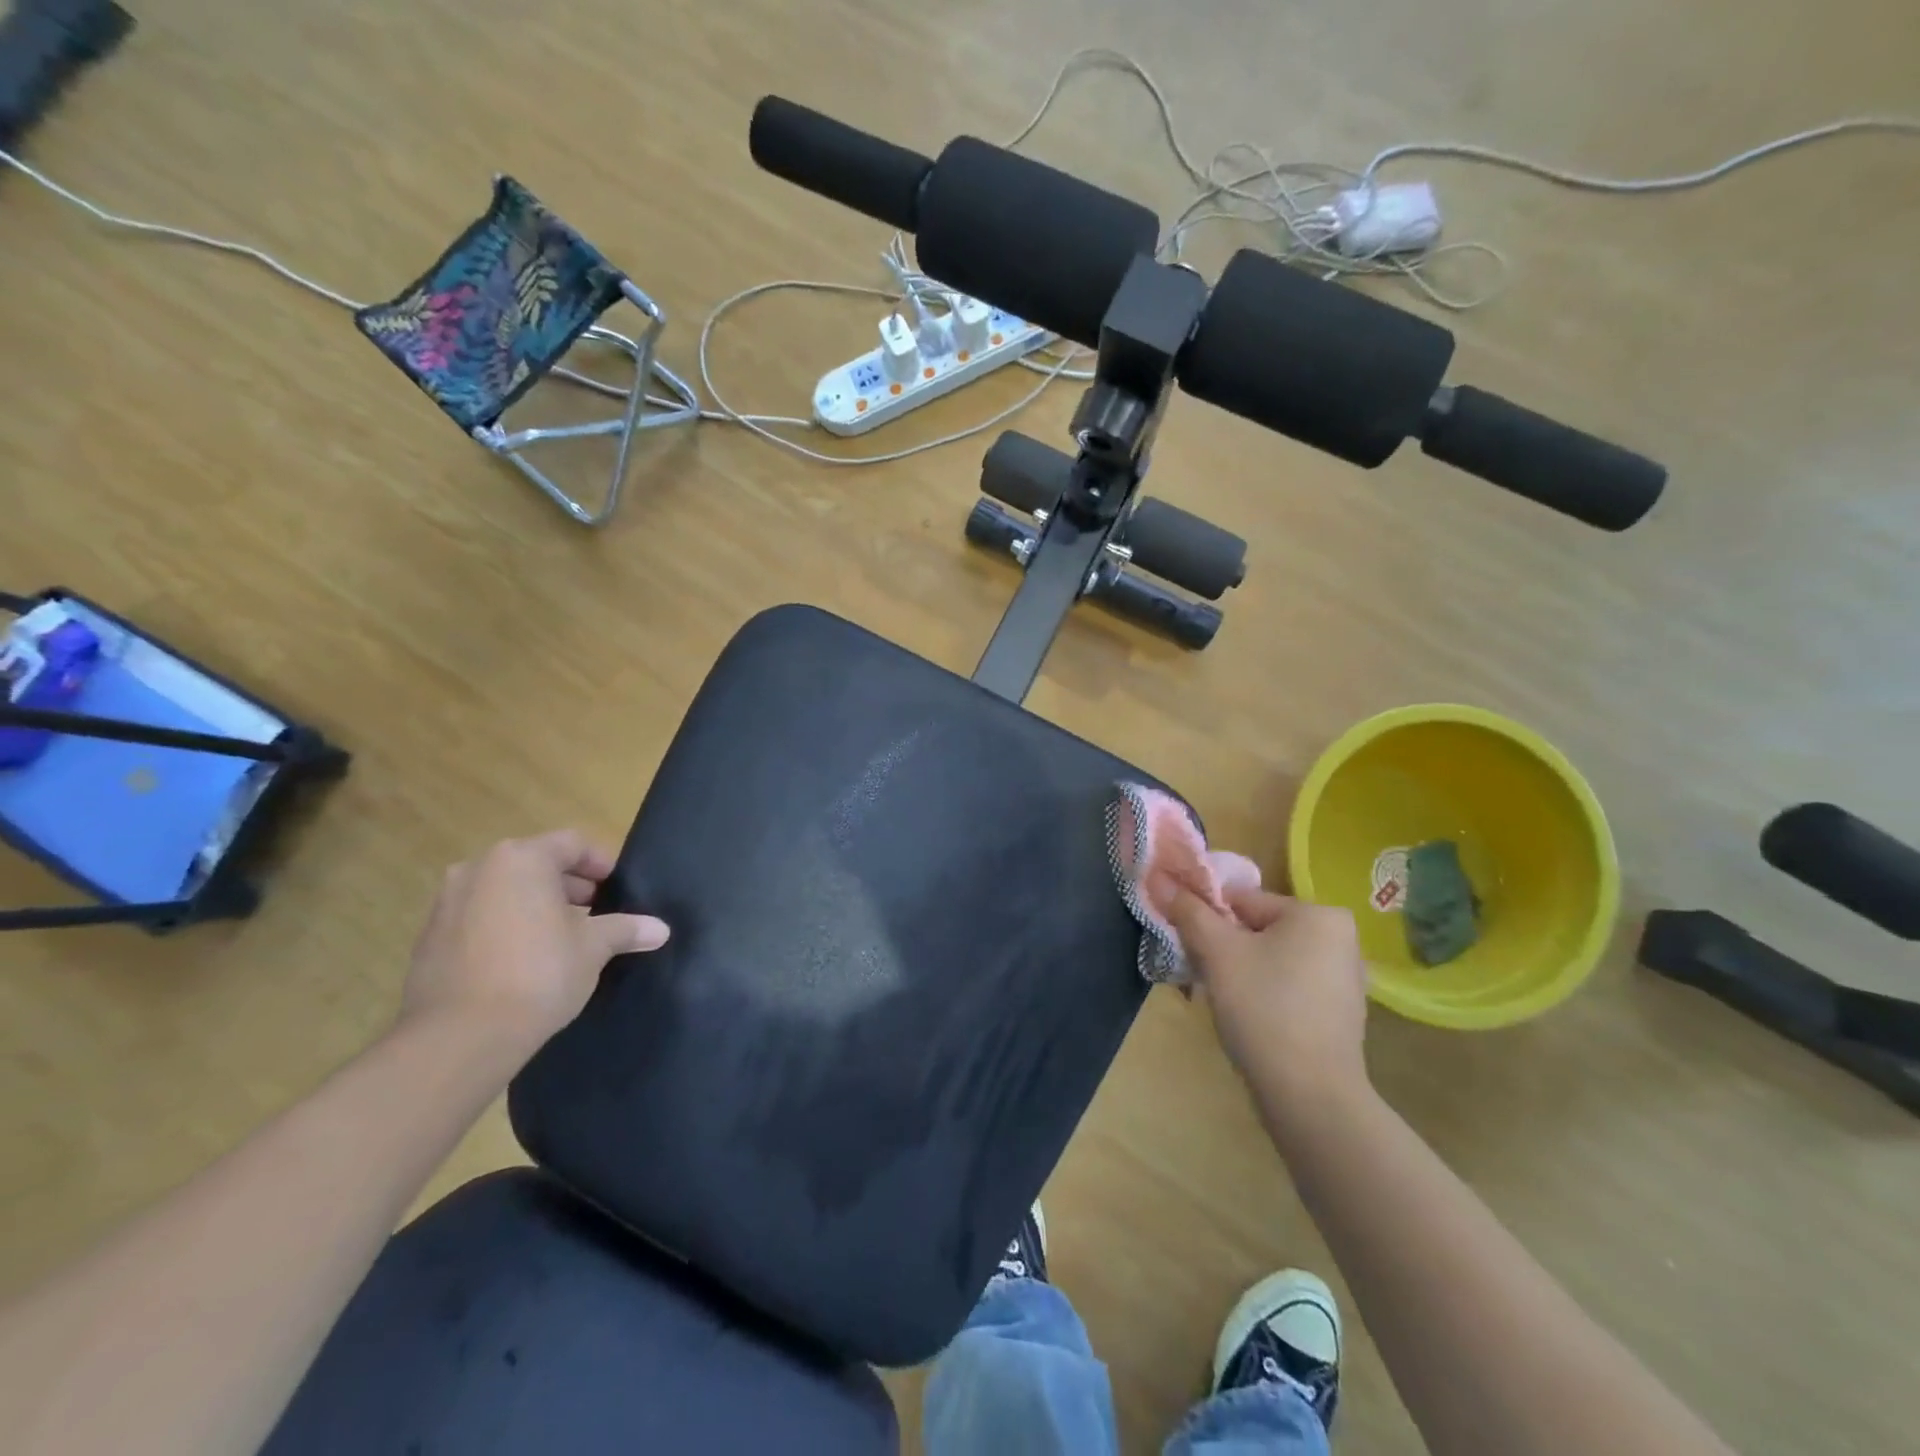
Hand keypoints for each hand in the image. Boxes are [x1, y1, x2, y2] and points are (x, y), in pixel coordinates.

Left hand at [400, 831, 669, 1062]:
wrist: (460, 1038)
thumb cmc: (538, 973)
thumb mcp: (594, 948)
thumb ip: (625, 929)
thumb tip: (660, 929)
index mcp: (521, 859)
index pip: (572, 844)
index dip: (601, 863)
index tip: (617, 889)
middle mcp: (478, 870)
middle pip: (535, 864)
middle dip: (568, 886)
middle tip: (595, 914)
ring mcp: (447, 904)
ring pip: (504, 892)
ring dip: (535, 906)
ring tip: (562, 939)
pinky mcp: (429, 940)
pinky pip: (479, 919)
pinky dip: (505, 928)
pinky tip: (525, 962)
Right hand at [1166, 885, 1369, 1108]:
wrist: (1311, 1097)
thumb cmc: (1264, 1008)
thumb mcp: (1217, 952)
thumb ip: (1188, 911)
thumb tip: (1158, 877)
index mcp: (1318, 914)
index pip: (1243, 900)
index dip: (1208, 920)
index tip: (1191, 948)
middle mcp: (1340, 939)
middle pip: (1257, 929)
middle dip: (1225, 949)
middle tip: (1206, 977)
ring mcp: (1344, 979)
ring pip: (1271, 959)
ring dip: (1241, 973)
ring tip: (1226, 1003)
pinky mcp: (1339, 1014)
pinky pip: (1289, 987)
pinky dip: (1265, 995)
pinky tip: (1252, 1022)